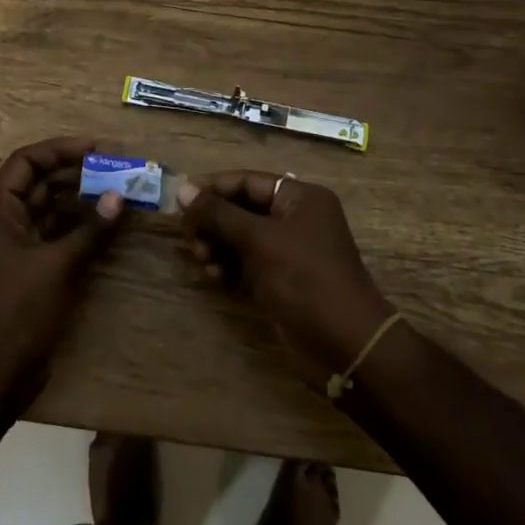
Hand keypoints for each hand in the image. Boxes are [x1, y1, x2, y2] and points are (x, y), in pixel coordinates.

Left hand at [0, 136, 126, 415]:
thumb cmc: (17, 311)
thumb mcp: (56, 266)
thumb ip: (89, 229)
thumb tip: (119, 197)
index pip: (26, 161)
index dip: (60, 150)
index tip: (97, 149)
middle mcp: (1, 219)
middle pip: (38, 182)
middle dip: (75, 174)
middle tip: (116, 171)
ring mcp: (13, 244)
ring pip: (48, 208)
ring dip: (79, 199)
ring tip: (116, 192)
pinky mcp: (27, 266)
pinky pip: (52, 233)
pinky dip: (76, 226)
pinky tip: (104, 223)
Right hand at [180, 172, 393, 386]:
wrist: (344, 343)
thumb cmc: (304, 278)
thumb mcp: (258, 239)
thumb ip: (218, 213)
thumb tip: (183, 190)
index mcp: (299, 198)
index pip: (247, 181)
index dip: (213, 188)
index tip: (180, 200)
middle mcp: (295, 219)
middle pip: (242, 209)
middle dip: (213, 221)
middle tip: (190, 236)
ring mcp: (289, 251)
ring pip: (241, 237)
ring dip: (217, 245)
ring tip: (202, 259)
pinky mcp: (281, 280)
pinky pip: (247, 263)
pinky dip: (229, 266)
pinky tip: (215, 276)